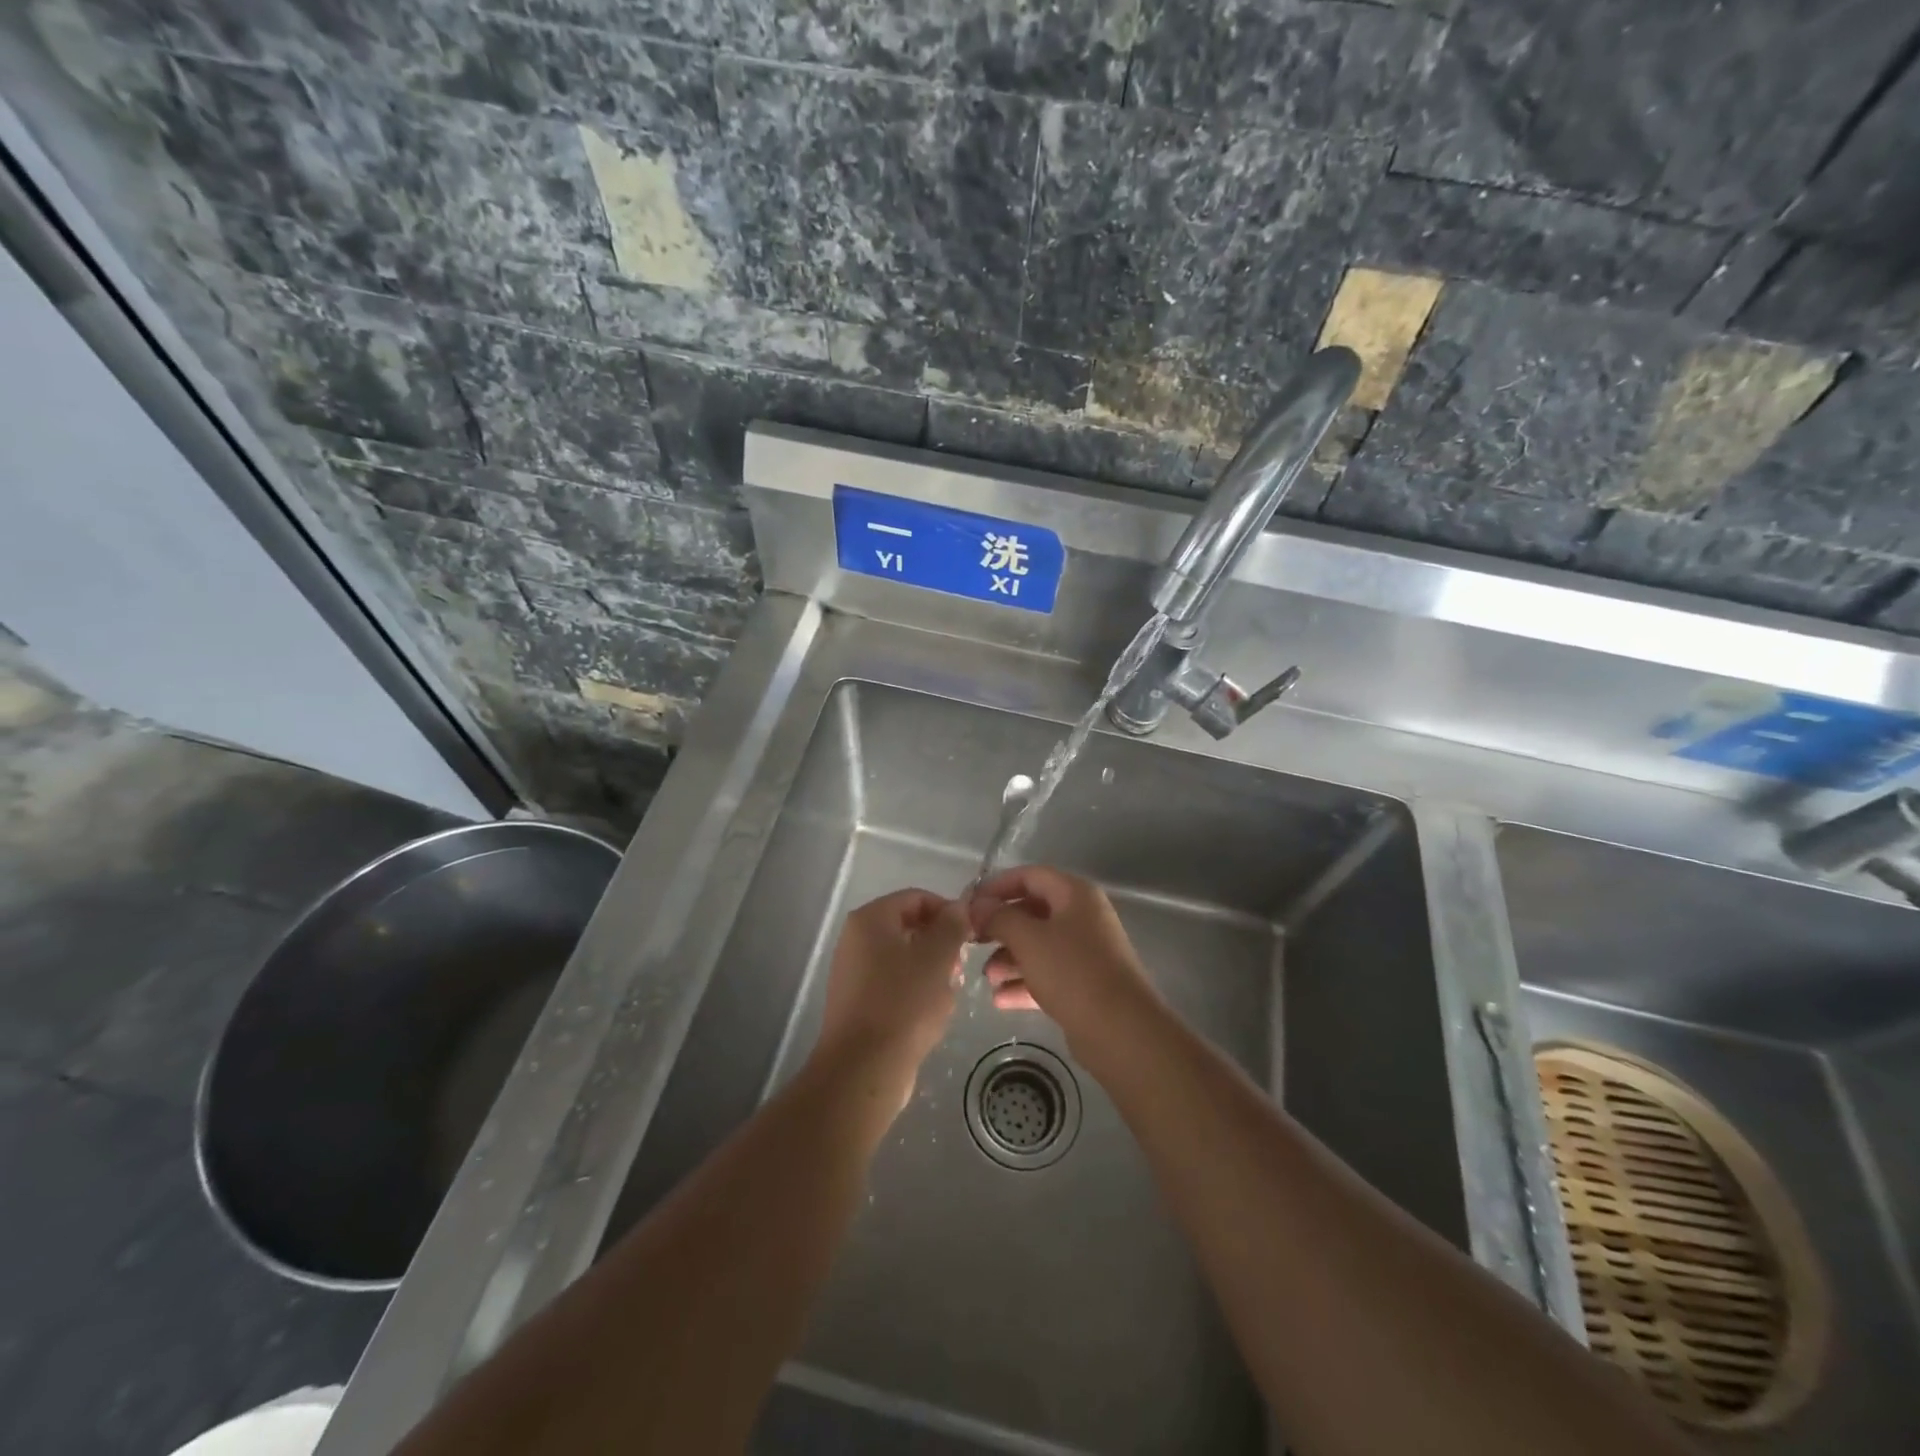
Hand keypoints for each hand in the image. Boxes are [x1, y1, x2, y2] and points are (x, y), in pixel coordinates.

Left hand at [813, 888, 968, 1106]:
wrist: (864, 1068)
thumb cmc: (904, 1003)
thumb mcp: (938, 958)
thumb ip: (952, 926)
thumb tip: (959, 907)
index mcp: (870, 920)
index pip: (916, 898)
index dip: (948, 911)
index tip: (972, 934)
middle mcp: (855, 940)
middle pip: (909, 927)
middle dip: (941, 945)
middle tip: (961, 968)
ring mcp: (853, 973)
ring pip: (904, 959)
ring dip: (932, 971)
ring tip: (949, 993)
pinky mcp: (857, 1003)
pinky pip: (894, 985)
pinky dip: (916, 992)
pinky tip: (932, 1013)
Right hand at [967, 866, 1158, 1051]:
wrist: (1121, 1030)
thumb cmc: (1072, 972)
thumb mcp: (1028, 939)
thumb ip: (999, 918)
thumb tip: (978, 906)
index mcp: (1075, 894)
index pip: (1030, 876)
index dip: (996, 886)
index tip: (968, 904)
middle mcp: (1082, 917)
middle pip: (1033, 911)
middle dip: (1001, 927)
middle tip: (972, 941)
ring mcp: (1086, 952)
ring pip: (1039, 946)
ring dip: (1009, 959)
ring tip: (987, 977)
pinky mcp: (1085, 985)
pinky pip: (1048, 975)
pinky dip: (1024, 982)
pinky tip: (1000, 999)